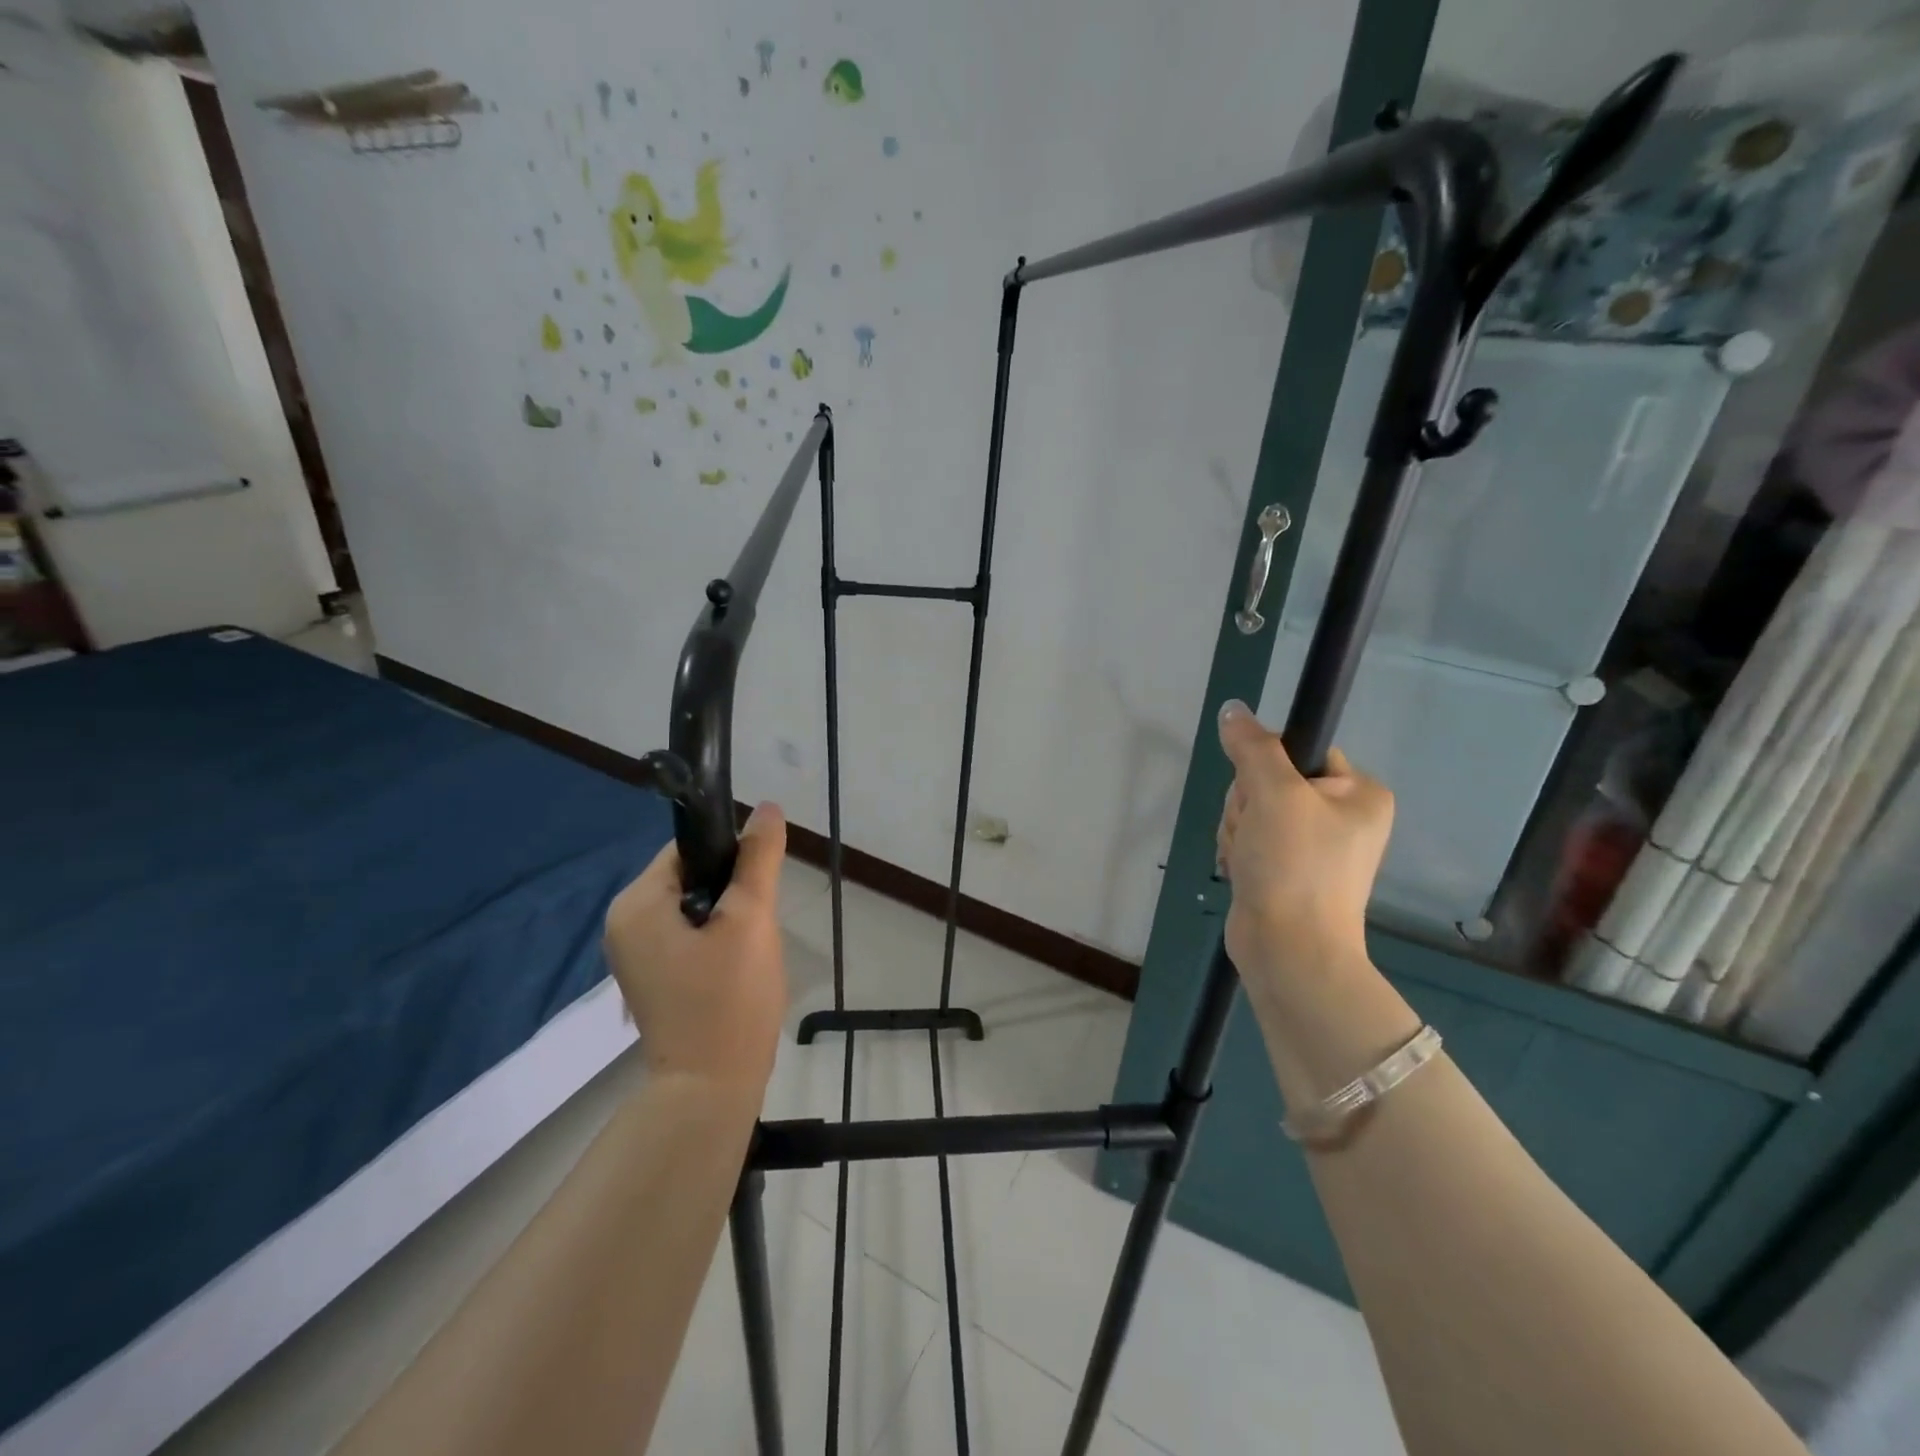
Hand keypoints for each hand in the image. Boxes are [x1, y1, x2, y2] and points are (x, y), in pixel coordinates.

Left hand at [604, 803, 788, 1091]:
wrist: (710, 1088)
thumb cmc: (729, 1000)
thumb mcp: (751, 920)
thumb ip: (759, 859)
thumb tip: (766, 808)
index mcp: (636, 903)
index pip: (687, 849)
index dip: (730, 858)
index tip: (758, 888)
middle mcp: (623, 923)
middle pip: (689, 877)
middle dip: (730, 893)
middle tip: (756, 927)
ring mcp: (633, 954)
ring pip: (692, 908)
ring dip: (727, 918)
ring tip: (748, 951)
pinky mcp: (650, 977)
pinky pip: (686, 936)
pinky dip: (714, 941)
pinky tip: (735, 968)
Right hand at [1215, 701, 1393, 1003]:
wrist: (1289, 950)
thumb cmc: (1294, 866)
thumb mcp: (1273, 794)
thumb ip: (1252, 747)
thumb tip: (1233, 709)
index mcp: (1359, 793)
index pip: (1300, 750)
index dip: (1268, 766)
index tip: (1263, 794)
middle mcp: (1342, 816)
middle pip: (1269, 780)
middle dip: (1248, 805)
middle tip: (1257, 833)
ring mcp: (1313, 846)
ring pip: (1252, 810)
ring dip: (1239, 830)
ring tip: (1250, 859)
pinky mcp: (1286, 869)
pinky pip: (1250, 838)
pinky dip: (1239, 851)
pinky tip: (1244, 871)